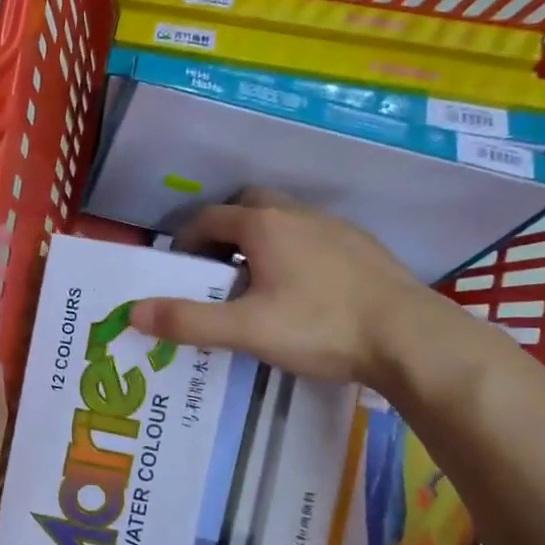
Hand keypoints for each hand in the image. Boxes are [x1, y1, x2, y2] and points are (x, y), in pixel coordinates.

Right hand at [130, 190, 437, 387]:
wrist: (411, 338)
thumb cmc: (321, 327)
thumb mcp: (246, 329)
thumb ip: (189, 321)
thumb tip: (133, 313)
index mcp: (264, 225)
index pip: (210, 218)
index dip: (186, 239)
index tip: (178, 267)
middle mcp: (298, 214)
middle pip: (249, 205)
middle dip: (225, 230)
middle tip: (215, 268)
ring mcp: (335, 227)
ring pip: (284, 220)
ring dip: (261, 239)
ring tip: (257, 280)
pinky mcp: (363, 246)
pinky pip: (315, 236)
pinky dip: (295, 250)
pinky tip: (304, 289)